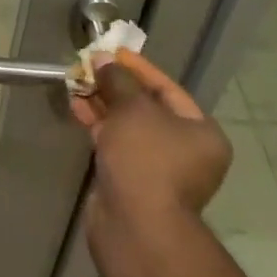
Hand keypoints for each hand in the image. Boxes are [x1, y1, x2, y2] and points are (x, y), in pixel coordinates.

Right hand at [72, 48, 231, 229]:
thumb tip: (103, 60)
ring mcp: (158, 168)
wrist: (136, 224)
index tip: (111, 52)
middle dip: (115, 86)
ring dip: (103, 104)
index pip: (167, 89)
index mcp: (201, 132)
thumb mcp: (133, 109)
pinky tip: (77, 108)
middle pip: (147, 108)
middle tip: (89, 67)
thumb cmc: (146, 159)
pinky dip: (99, 126)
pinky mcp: (132, 181)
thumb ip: (118, 80)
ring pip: (128, 126)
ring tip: (76, 83)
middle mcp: (186, 150)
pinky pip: (116, 144)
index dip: (137, 68)